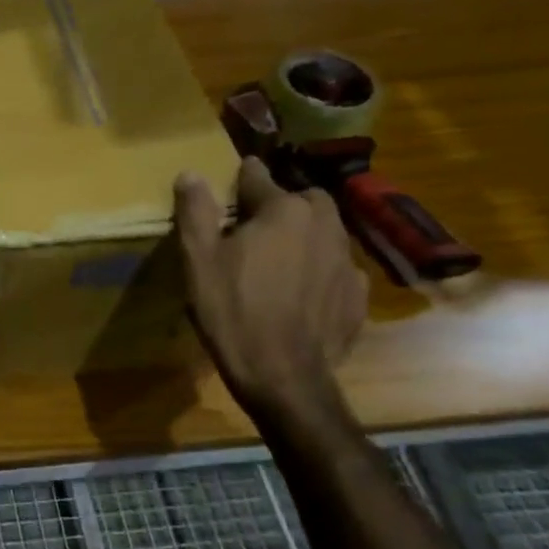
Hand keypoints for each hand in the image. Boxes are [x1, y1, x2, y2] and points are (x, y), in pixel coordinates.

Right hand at [174, 156, 367, 418]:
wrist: (282, 374)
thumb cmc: (232, 309)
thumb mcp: (199, 259)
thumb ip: (195, 211)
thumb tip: (191, 173)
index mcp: (284, 211)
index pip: (259, 178)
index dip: (242, 178)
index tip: (233, 178)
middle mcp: (325, 226)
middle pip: (304, 200)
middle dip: (283, 204)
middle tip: (256, 225)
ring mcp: (348, 262)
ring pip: (326, 232)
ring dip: (304, 236)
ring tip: (279, 258)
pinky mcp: (358, 296)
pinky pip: (338, 269)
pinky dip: (320, 271)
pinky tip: (301, 292)